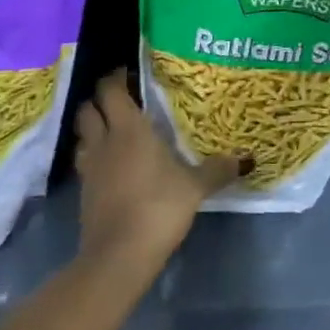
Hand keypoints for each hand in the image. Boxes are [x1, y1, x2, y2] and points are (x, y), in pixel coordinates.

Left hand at [74, 73, 242, 276]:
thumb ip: (218, 170)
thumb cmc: (158, 208)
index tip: (129, 73)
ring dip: (94, 128)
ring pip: (83, 136)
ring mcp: (91, 168)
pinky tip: (113, 167)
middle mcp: (105, 141)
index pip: (111, 90)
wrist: (118, 257)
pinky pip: (86, 163)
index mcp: (130, 129)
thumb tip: (247, 159)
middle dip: (100, 100)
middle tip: (123, 99)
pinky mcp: (84, 194)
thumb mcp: (195, 188)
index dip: (116, 78)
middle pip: (88, 109)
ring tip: (115, 131)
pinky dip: (95, 157)